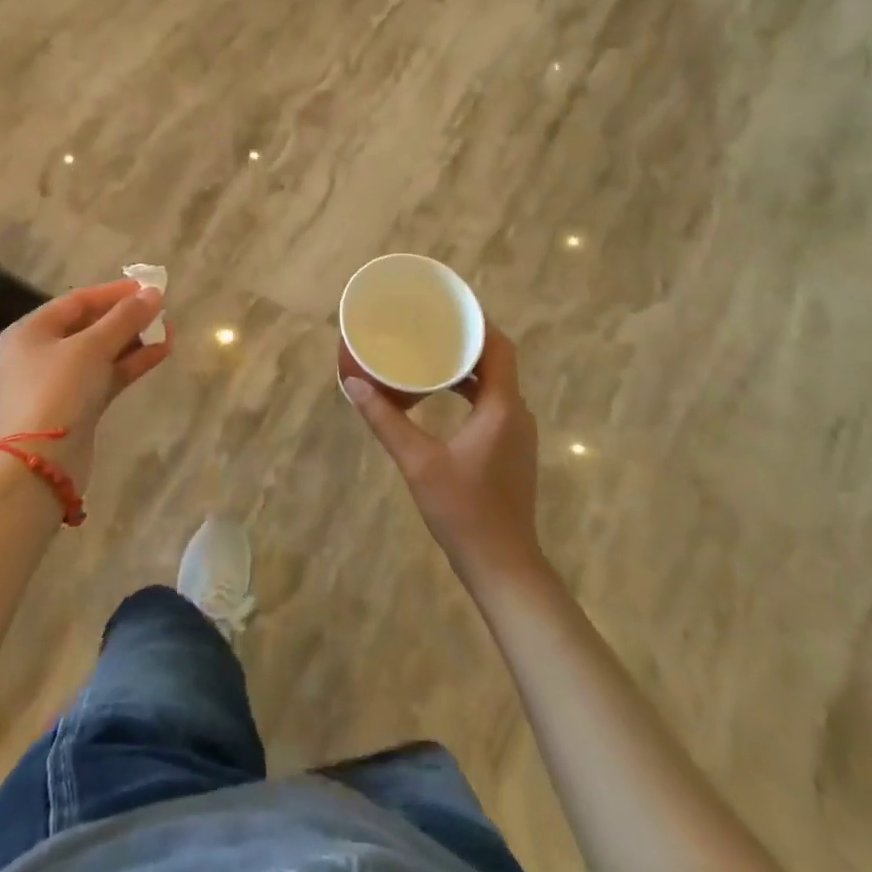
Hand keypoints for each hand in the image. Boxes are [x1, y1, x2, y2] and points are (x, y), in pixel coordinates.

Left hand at [0, 279, 170, 493]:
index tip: (148, 287)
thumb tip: (154, 293)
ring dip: (134, 340)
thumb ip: (125, 318)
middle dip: (127, 317)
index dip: (114, 292)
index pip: (77, 301)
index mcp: (32, 331)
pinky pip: (107, 375)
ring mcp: (60, 382)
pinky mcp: (78, 406)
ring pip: (102, 352)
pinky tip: (161, 351)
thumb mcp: (91, 347)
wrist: (40, 465)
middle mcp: (42, 352)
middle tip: (161, 310)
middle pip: (90, 325)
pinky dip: (131, 363)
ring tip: (169, 330)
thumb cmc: (58, 391)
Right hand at [344, 325, 541, 586]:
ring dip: (468, 365)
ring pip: (496, 382)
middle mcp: (516, 412)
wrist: (503, 566)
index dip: (478, 321)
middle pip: (497, 360)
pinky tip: (441, 394)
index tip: (448, 305)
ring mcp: (516, 432)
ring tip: (431, 351)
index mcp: (501, 407)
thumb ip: (387, 421)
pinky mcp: (511, 449)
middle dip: (467, 339)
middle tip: (430, 324)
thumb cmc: (464, 511)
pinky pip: (492, 402)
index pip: (499, 347)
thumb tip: (354, 384)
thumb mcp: (419, 463)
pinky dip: (470, 388)